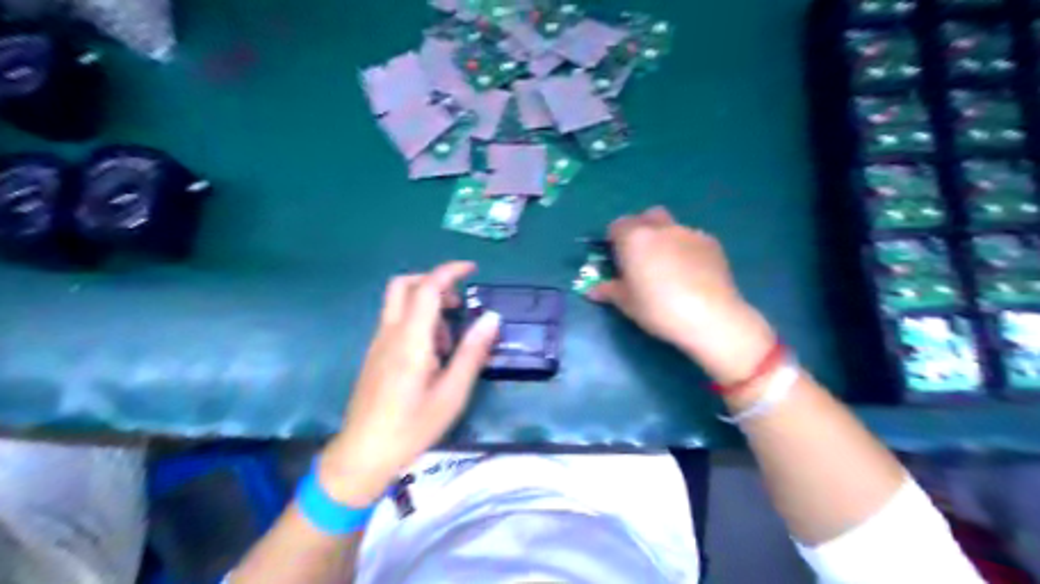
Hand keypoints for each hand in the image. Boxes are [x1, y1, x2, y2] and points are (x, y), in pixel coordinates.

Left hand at [322, 263, 498, 507]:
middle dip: (433, 282)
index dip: (449, 272)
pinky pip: (396, 323)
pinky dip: (417, 322)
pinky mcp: (375, 354)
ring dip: (426, 306)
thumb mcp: (452, 393)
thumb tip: (492, 317)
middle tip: (457, 303)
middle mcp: (390, 333)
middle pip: (403, 285)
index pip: (427, 288)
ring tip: (449, 342)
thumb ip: (472, 352)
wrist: (362, 455)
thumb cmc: (412, 427)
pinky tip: (431, 355)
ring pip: (399, 303)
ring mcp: (378, 343)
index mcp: (410, 340)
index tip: (472, 269)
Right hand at [589, 207, 775, 384]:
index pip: (617, 225)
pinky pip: (692, 239)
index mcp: (634, 238)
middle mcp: (661, 228)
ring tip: (669, 268)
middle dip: (641, 230)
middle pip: (646, 217)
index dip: (614, 240)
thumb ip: (609, 290)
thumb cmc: (659, 309)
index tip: (617, 259)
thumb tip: (592, 290)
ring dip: (665, 239)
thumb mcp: (627, 304)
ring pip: (671, 227)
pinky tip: (691, 273)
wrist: (710, 316)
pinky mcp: (711, 242)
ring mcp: (689, 232)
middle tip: (641, 258)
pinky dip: (686, 249)